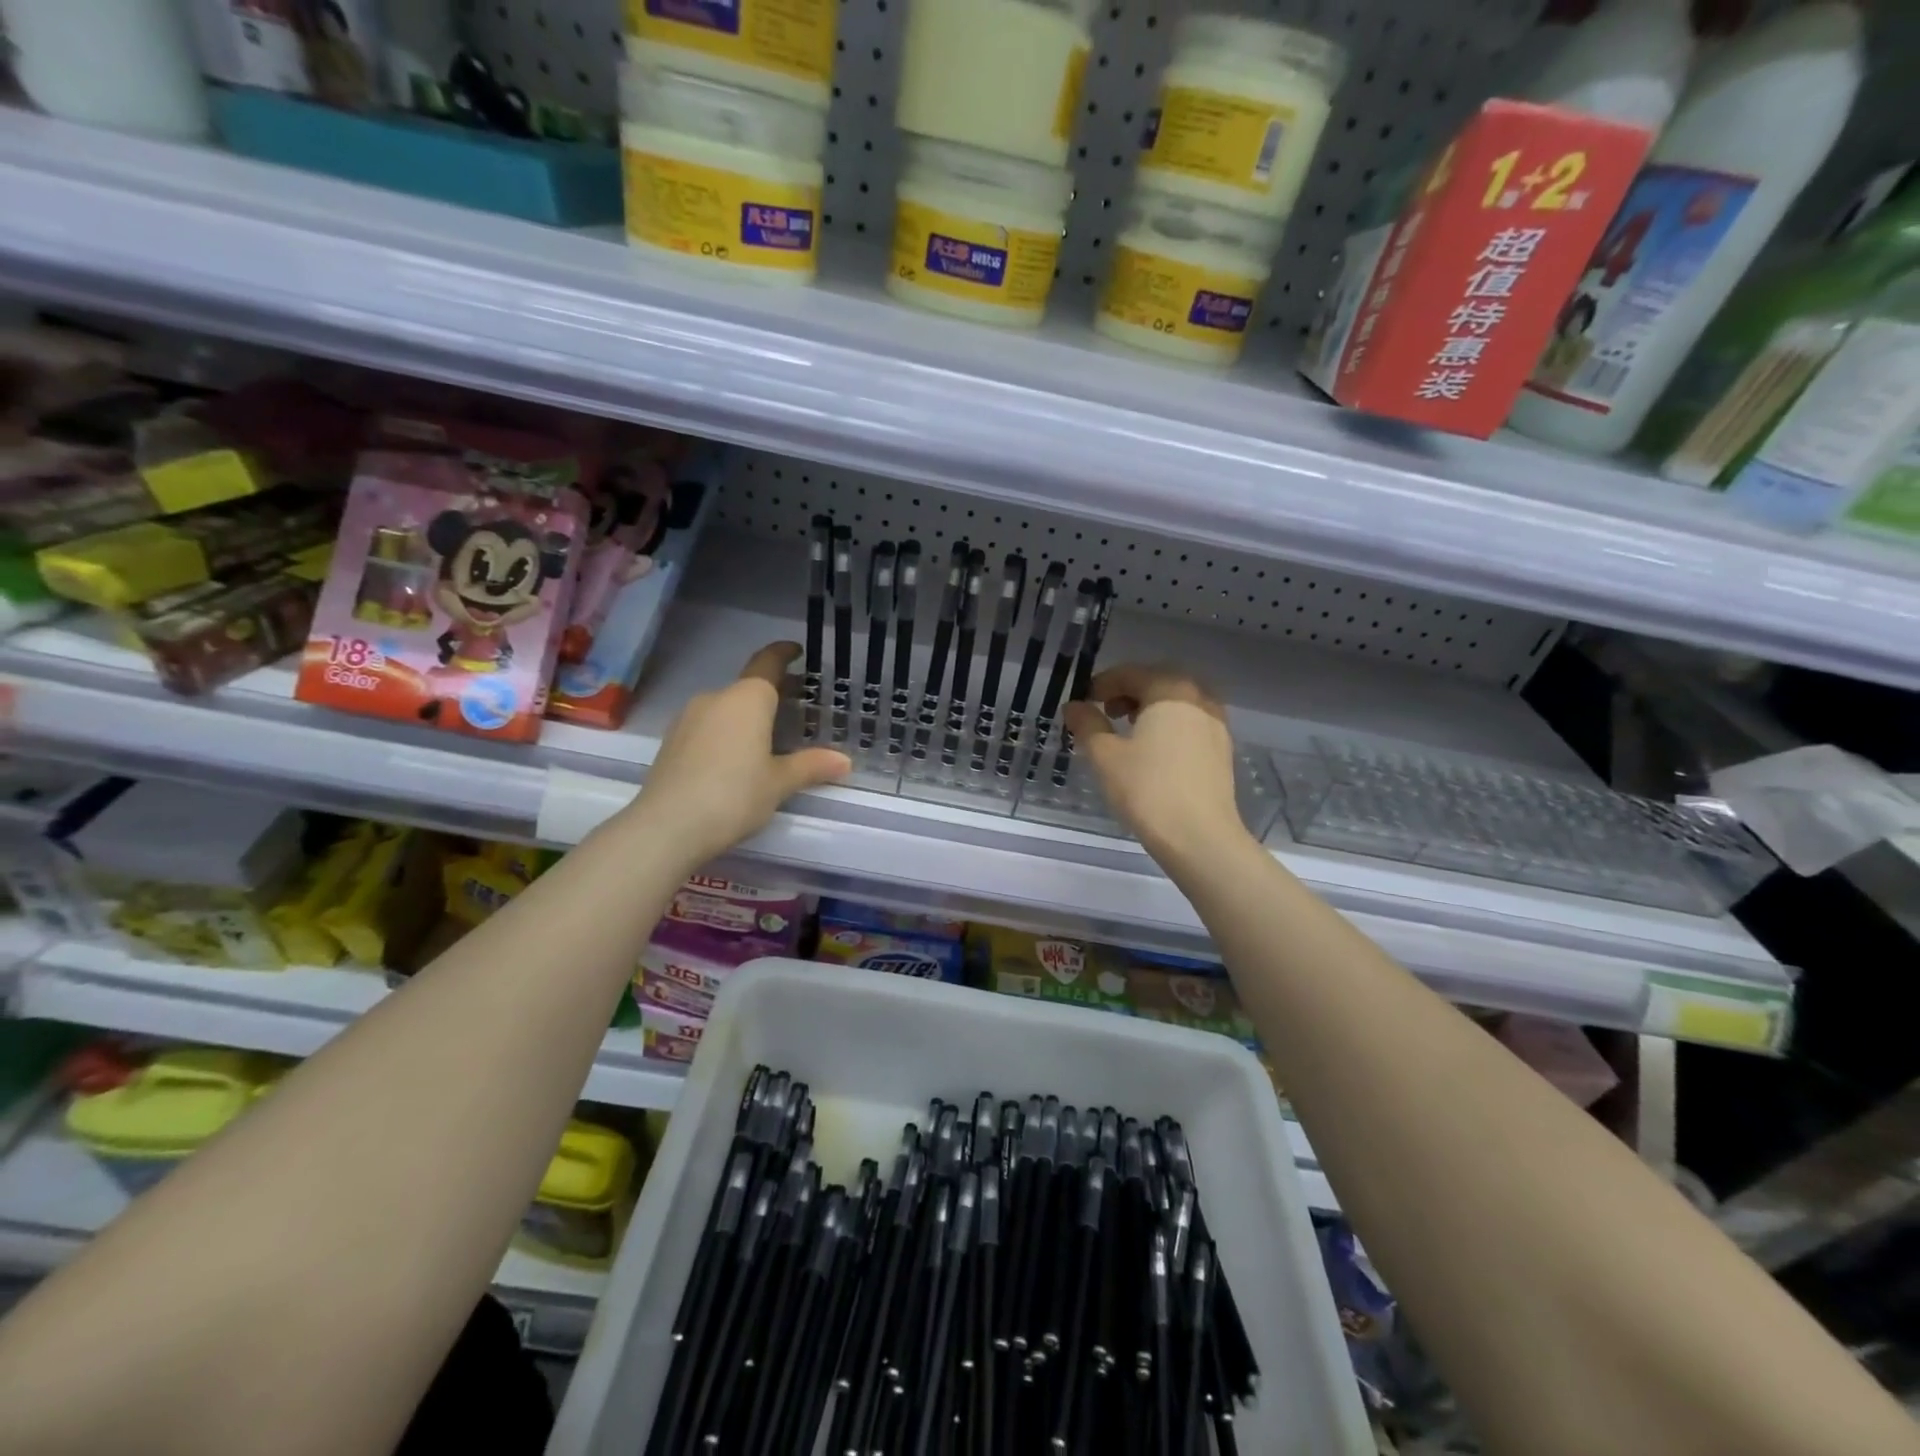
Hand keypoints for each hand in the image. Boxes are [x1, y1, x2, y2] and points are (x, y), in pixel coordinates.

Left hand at [624, 642, 849, 867]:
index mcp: (747, 699)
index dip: (783, 654)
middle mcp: (716, 698)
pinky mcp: (672, 742)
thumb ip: (811, 766)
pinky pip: (708, 726)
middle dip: (772, 694)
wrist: (666, 827)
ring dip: (748, 716)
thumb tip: (844, 761)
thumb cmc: (733, 796)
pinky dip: (727, 732)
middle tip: (797, 709)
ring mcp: (688, 719)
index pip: (768, 663)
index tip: (796, 651)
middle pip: (748, 688)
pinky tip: (736, 759)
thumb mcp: (779, 783)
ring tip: (768, 739)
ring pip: (726, 708)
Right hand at [1062, 664, 1247, 861]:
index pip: (1132, 673)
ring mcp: (1216, 724)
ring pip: (1179, 702)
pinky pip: (1191, 723)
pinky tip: (1154, 750)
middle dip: (1130, 691)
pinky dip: (1169, 725)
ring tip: (1128, 730)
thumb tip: (1074, 706)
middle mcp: (1199, 698)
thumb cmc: (1147, 790)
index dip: (1103, 683)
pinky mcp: (1222, 750)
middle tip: (1106, 711)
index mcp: (1170, 691)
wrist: (1200, 837)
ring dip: (1151, 707)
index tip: (1084, 700)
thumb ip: (1087, 724)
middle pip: (1159, 681)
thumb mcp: (1105, 756)